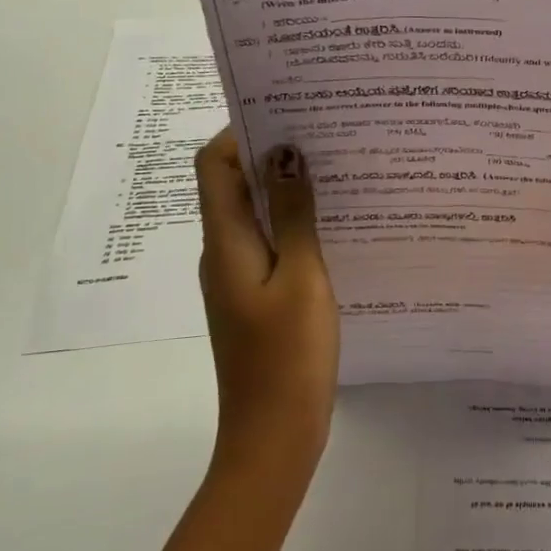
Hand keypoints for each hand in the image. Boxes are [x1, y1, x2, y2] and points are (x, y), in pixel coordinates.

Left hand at [193, 130, 339, 489]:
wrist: (273, 438)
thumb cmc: (287, 357)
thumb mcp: (301, 277)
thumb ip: (294, 215)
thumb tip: (285, 153)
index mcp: (225, 242)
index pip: (214, 165)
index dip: (242, 131)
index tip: (290, 112)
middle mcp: (223, 252)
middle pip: (234, 184)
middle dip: (272, 153)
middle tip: (326, 133)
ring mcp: (238, 278)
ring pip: (256, 214)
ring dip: (286, 189)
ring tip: (337, 169)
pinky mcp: (257, 298)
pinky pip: (271, 243)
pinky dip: (294, 223)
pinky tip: (336, 223)